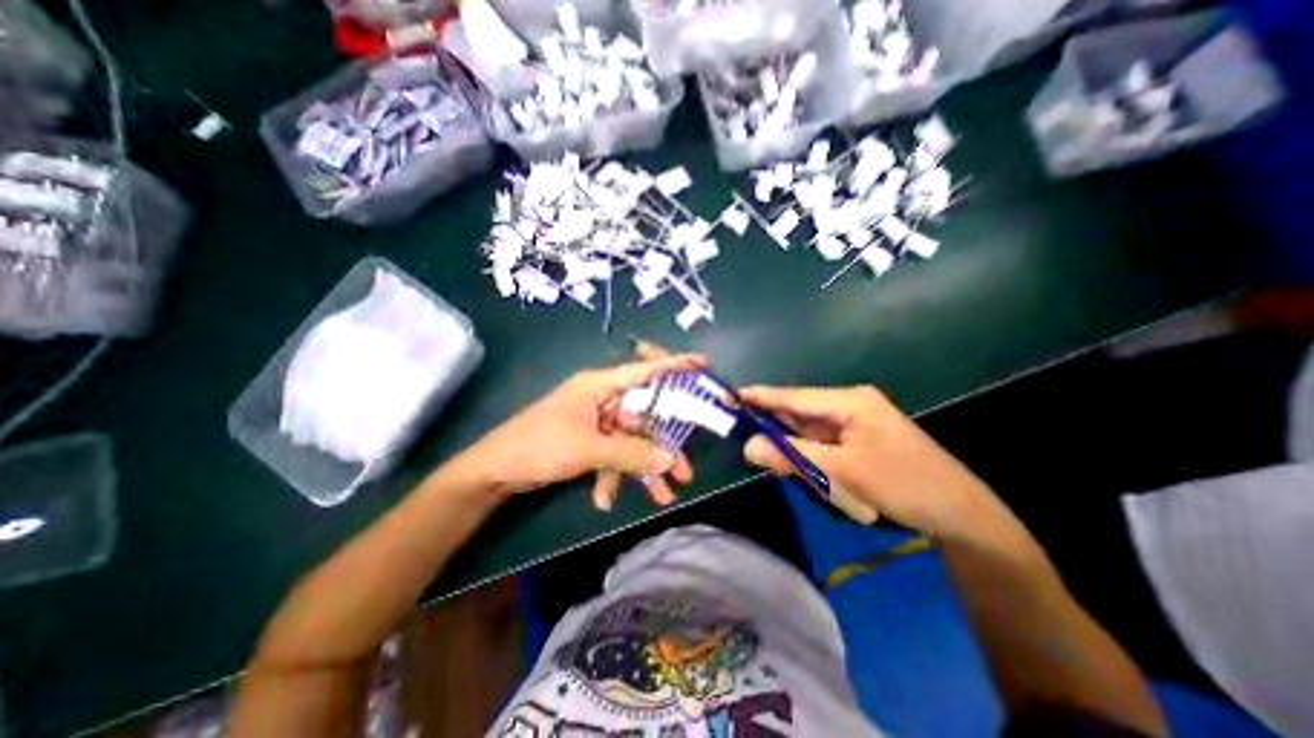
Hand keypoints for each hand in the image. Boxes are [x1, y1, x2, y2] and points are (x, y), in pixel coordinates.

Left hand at [451, 352, 703, 507]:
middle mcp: (601, 399)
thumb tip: (669, 459)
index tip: (702, 364)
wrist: (494, 472)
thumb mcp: (588, 449)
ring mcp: (595, 422)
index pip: (643, 371)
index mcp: (599, 386)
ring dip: (641, 469)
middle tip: (685, 470)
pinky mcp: (587, 442)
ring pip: (630, 442)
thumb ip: (630, 454)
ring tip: (661, 496)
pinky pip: (611, 455)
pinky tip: (604, 499)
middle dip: (662, 446)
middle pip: (643, 418)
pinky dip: (612, 476)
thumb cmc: (540, 446)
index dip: (673, 367)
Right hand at [743, 387, 1001, 534]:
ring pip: (809, 434)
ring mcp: (854, 424)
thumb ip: (793, 457)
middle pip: (799, 414)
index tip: (730, 396)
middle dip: (778, 432)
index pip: (793, 396)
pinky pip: (822, 447)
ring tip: (802, 474)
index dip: (760, 396)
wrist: (960, 515)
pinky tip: (818, 479)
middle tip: (751, 445)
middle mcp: (849, 405)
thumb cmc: (904, 483)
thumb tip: (748, 446)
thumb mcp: (844, 471)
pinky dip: (813, 462)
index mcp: (849, 400)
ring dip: (799, 453)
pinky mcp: (857, 442)